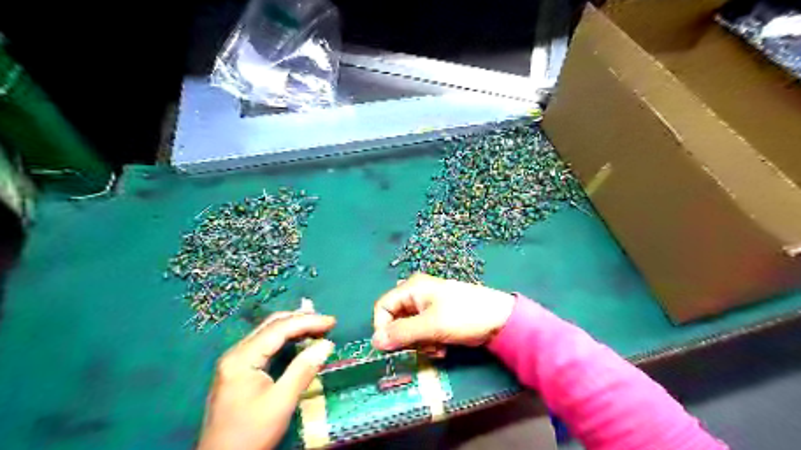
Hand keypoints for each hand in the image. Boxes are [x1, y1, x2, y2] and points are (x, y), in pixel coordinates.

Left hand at [202, 311, 338, 449]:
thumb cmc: (251, 433)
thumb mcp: (281, 402)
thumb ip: (303, 370)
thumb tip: (326, 345)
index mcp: (242, 358)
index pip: (279, 329)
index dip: (308, 321)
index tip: (332, 322)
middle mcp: (236, 353)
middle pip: (271, 325)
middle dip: (301, 320)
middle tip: (326, 322)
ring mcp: (235, 361)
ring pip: (268, 332)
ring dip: (294, 327)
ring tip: (317, 327)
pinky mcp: (239, 370)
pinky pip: (265, 344)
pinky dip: (285, 338)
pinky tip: (298, 340)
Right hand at [372, 273, 516, 351]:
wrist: (500, 320)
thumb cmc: (463, 316)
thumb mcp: (430, 326)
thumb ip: (401, 333)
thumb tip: (374, 342)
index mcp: (412, 288)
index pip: (383, 307)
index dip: (383, 327)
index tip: (392, 348)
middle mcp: (417, 294)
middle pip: (396, 318)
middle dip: (405, 337)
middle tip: (419, 348)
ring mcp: (428, 305)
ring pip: (409, 328)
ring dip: (418, 343)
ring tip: (436, 348)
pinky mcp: (438, 317)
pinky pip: (423, 331)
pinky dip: (428, 342)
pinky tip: (442, 348)